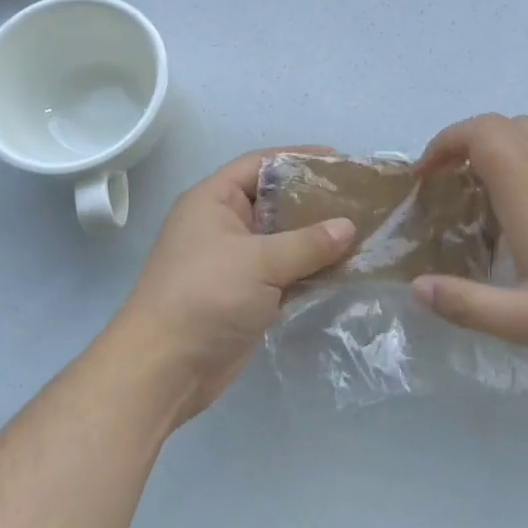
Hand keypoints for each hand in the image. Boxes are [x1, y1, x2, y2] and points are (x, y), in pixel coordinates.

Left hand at [108, 148, 354, 425]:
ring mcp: (234, 262)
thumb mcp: (259, 262)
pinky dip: (309, 270)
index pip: (260, 164)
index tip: (340, 161)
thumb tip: (349, 227)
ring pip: (282, 240)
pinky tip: (345, 269)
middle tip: (359, 199)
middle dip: (315, 201)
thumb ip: (307, 243)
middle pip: (275, 201)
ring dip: (316, 239)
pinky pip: (283, 272)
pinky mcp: (245, 294)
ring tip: (362, 232)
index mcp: (214, 201)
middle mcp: (223, 225)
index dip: (299, 158)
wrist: (165, 369)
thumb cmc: (205, 296)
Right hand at [412, 114, 527, 358]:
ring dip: (495, 141)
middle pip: (499, 124)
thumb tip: (416, 288)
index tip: (427, 174)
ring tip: (481, 180)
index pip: (481, 134)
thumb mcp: (524, 320)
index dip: (445, 142)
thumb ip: (466, 305)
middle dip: (462, 141)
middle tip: (446, 180)